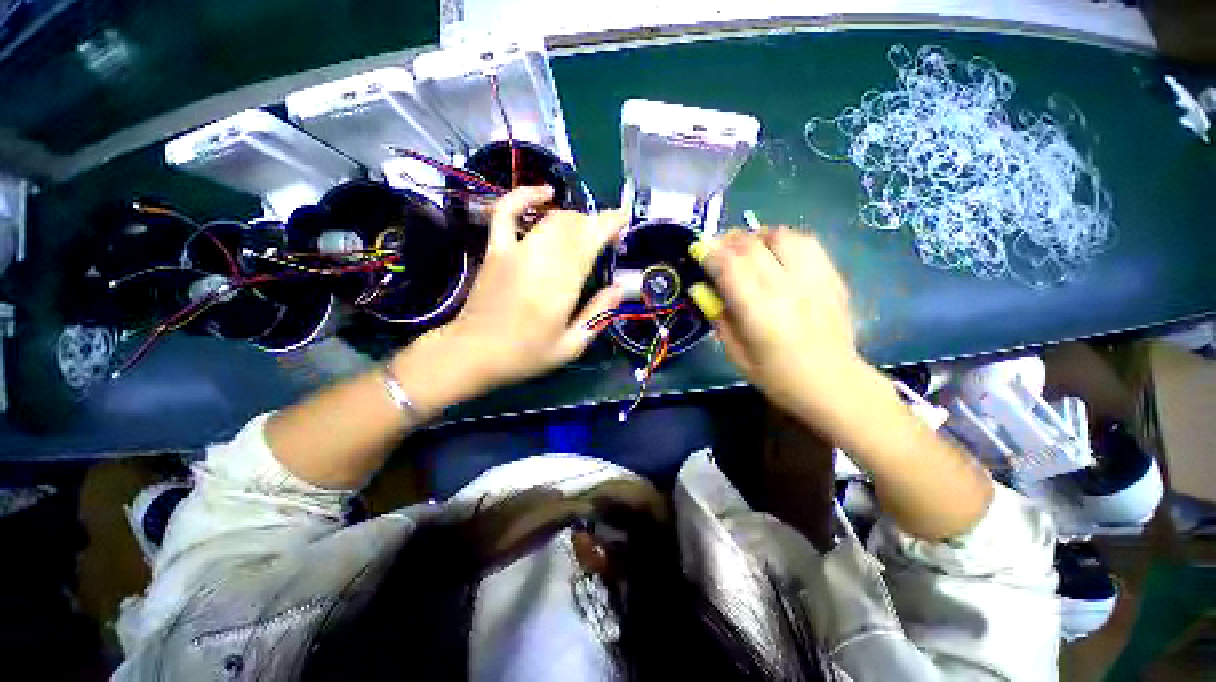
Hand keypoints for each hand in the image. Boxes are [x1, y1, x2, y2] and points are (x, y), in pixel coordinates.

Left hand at [407, 186, 624, 396]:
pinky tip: (544, 193)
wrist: (472, 353)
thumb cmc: (525, 355)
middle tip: (607, 238)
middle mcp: (539, 261)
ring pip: (550, 218)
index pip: (589, 241)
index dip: (609, 223)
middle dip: (595, 224)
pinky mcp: (495, 249)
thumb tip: (620, 287)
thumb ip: (598, 315)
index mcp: (561, 287)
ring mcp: (514, 251)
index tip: (624, 218)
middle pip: (573, 226)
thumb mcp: (570, 347)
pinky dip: (525, 196)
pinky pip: (507, 212)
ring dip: (574, 218)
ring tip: (585, 231)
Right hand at [693, 227, 866, 424]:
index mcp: (758, 310)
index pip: (728, 266)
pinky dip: (784, 240)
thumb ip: (718, 318)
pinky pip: (806, 242)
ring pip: (780, 236)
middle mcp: (785, 287)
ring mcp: (812, 278)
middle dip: (727, 241)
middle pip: (751, 246)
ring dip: (756, 236)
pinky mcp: (831, 277)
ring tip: (746, 246)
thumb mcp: (736, 354)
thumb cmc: (777, 376)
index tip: (697, 250)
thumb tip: (700, 288)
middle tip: (715, 247)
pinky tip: (776, 251)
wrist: (833, 383)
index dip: (709, 253)